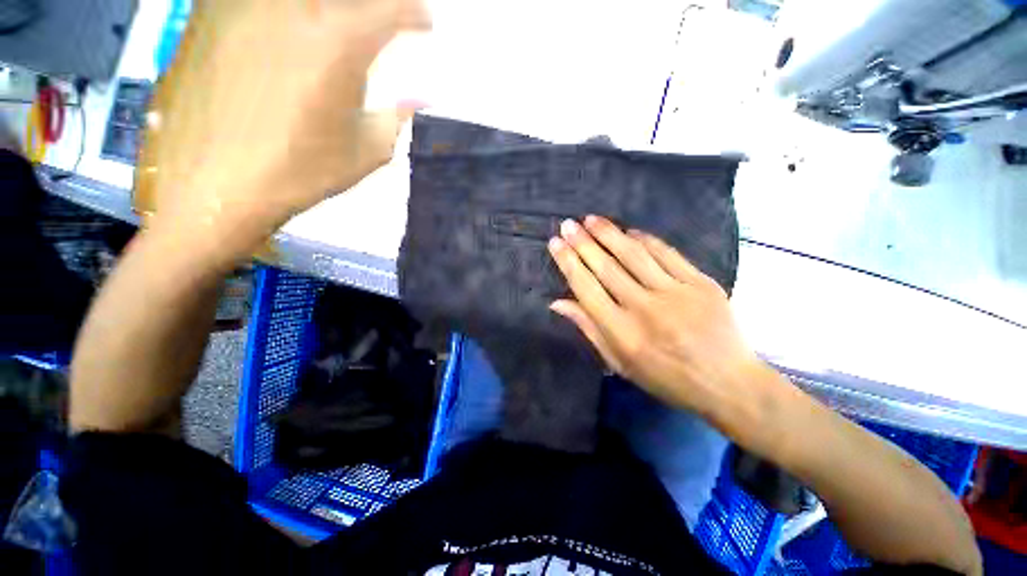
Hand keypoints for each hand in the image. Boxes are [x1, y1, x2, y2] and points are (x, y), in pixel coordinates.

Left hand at [136, 0, 428, 262]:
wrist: (227, 183)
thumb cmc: (308, 169)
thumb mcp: (370, 150)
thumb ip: (398, 117)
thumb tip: (419, 99)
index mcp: (342, 44)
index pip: (391, 8)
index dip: (415, 13)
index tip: (424, 24)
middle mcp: (301, 12)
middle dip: (377, 5)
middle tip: (388, 19)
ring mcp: (258, 11)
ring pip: (313, 2)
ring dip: (339, 12)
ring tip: (349, 29)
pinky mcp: (228, 23)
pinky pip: (273, 8)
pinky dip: (302, 18)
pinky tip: (305, 37)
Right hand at [548, 215, 764, 414]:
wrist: (728, 383)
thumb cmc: (666, 378)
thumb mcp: (619, 362)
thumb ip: (588, 328)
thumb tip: (557, 302)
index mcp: (622, 333)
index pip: (586, 289)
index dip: (568, 263)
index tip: (555, 244)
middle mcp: (645, 309)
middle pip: (606, 268)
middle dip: (583, 243)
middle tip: (568, 224)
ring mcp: (676, 293)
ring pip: (634, 255)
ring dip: (609, 234)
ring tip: (591, 219)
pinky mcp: (701, 284)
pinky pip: (667, 253)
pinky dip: (645, 239)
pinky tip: (629, 231)